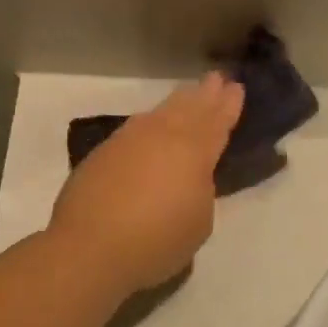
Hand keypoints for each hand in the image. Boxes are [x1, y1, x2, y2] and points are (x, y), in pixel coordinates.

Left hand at [48, 73, 243, 294]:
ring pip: (158, 114)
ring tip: (186, 95)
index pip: (217, 122)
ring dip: (176, 103)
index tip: (237, 88)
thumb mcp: (198, 222)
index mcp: (194, 152)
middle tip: (216, 79)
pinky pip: (133, 128)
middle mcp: (161, 136)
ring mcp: (127, 141)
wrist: (90, 247)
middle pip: (188, 108)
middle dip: (204, 94)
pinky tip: (148, 125)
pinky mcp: (101, 154)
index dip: (229, 105)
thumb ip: (200, 192)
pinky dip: (148, 123)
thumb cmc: (156, 241)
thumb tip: (188, 179)